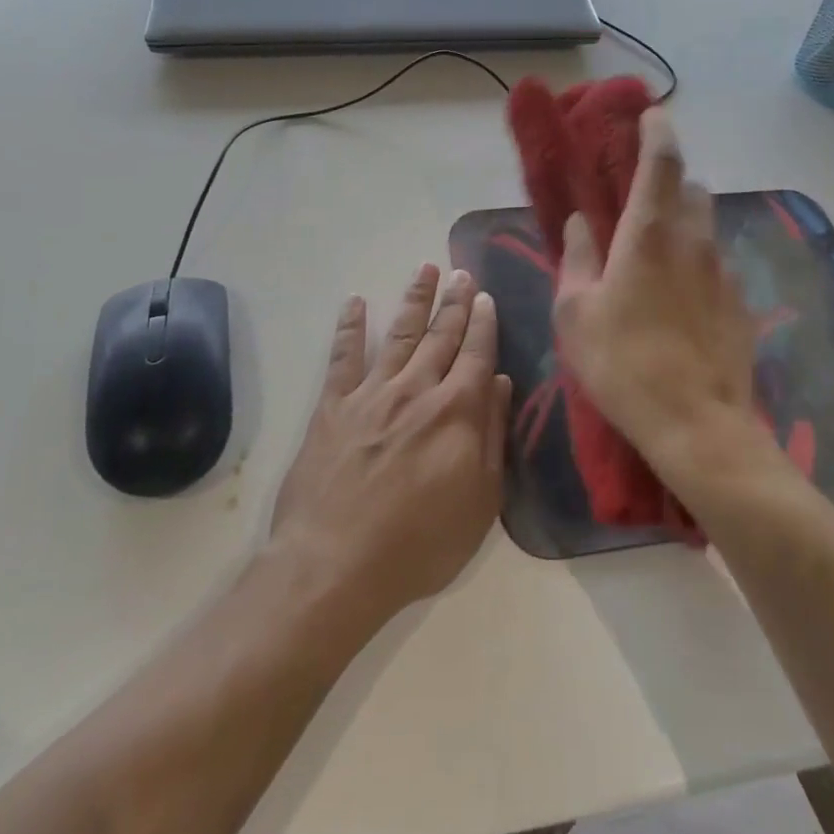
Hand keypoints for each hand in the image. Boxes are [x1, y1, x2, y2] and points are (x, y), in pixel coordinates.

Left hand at [269, 264, 511, 628]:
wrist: (337, 564)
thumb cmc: (420, 543)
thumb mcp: (480, 501)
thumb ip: (492, 436)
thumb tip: (501, 383)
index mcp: (456, 411)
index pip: (476, 355)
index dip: (483, 323)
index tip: (487, 297)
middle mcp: (416, 390)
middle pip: (440, 336)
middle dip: (454, 302)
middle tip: (462, 272)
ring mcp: (371, 394)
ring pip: (399, 334)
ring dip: (414, 300)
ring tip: (424, 269)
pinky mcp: (333, 406)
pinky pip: (343, 357)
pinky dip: (349, 327)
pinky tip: (355, 302)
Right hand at [553, 109, 764, 483]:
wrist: (697, 425)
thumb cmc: (622, 363)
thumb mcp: (576, 312)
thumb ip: (577, 259)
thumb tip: (581, 224)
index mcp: (650, 234)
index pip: (661, 163)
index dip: (657, 132)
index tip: (652, 115)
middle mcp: (694, 242)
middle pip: (691, 190)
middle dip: (669, 185)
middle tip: (641, 204)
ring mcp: (724, 273)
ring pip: (706, 229)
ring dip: (683, 228)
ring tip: (656, 261)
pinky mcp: (740, 305)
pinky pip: (716, 268)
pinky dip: (696, 268)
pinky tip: (678, 305)